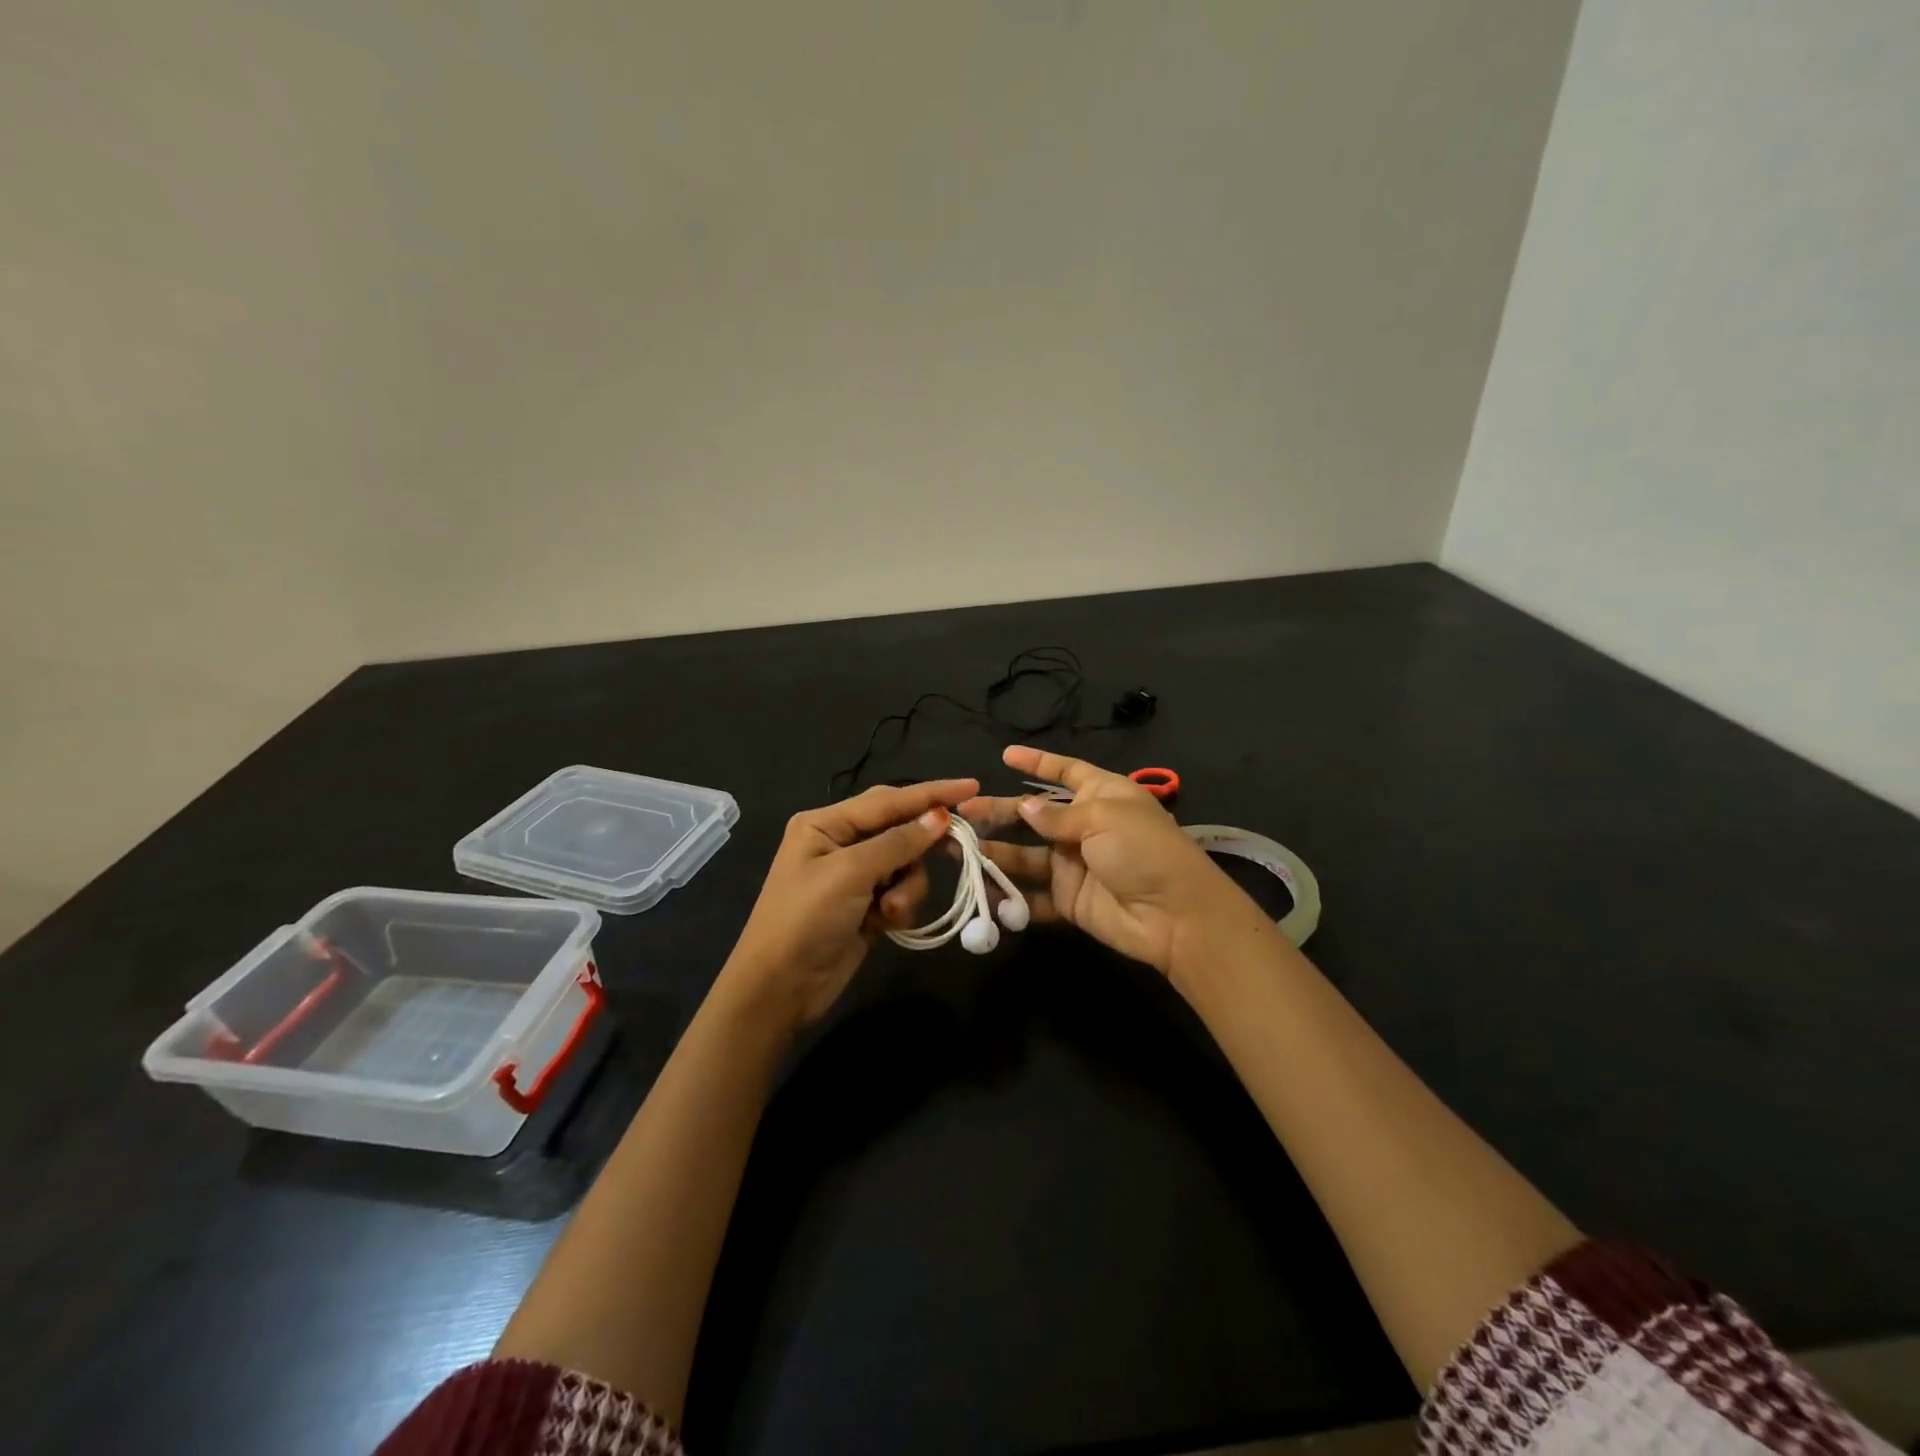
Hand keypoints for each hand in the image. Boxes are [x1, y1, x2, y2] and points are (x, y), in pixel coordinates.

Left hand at [722, 778, 979, 1030]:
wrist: (780, 989)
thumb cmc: (805, 919)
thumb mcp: (850, 873)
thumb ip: (898, 842)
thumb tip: (939, 816)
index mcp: (826, 823)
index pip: (888, 799)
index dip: (931, 793)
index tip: (972, 785)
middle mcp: (840, 842)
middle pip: (899, 828)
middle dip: (922, 842)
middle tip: (959, 845)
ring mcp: (854, 876)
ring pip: (905, 864)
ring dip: (907, 886)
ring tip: (891, 909)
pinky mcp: (866, 906)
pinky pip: (900, 891)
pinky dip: (900, 904)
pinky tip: (886, 923)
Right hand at [960, 746, 1244, 978]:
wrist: (1175, 916)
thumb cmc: (1143, 850)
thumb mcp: (1103, 818)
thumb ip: (1058, 815)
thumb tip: (1025, 806)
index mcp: (1101, 795)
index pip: (1065, 771)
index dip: (1037, 762)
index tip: (1005, 755)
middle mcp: (1085, 826)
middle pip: (1034, 814)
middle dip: (1000, 811)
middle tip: (963, 812)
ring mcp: (1074, 864)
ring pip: (1026, 854)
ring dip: (995, 851)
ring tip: (959, 849)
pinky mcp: (1069, 900)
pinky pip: (1032, 894)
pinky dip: (1010, 894)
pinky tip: (983, 889)